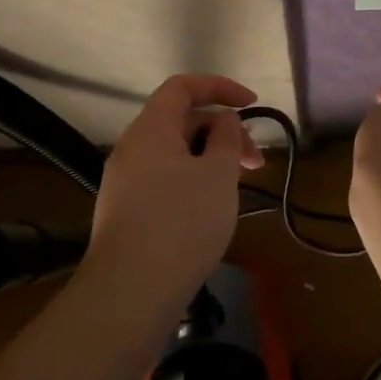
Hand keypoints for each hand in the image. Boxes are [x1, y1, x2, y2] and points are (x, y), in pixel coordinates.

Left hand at [88, 74, 263, 289]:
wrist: (130, 292)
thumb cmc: (182, 223)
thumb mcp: (218, 174)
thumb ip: (226, 137)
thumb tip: (222, 121)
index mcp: (151, 129)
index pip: (182, 87)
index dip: (220, 87)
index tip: (252, 105)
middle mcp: (132, 149)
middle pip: (181, 122)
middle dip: (223, 132)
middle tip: (255, 163)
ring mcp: (125, 183)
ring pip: (175, 154)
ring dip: (210, 160)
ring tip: (236, 187)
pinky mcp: (127, 212)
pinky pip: (164, 180)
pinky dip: (193, 181)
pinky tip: (210, 210)